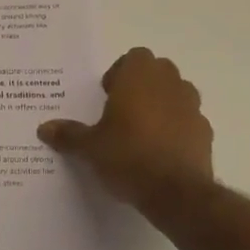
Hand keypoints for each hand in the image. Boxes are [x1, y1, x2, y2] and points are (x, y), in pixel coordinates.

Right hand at [37, 47, 213, 205]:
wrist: (175, 192)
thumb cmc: (127, 156)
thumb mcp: (90, 147)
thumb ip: (69, 135)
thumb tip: (44, 128)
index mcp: (139, 76)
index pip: (134, 57)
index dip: (120, 72)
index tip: (108, 95)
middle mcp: (169, 83)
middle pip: (157, 71)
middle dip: (142, 85)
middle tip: (123, 111)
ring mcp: (192, 106)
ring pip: (177, 92)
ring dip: (162, 104)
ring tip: (143, 132)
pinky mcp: (205, 131)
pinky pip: (189, 120)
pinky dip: (178, 128)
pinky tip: (163, 152)